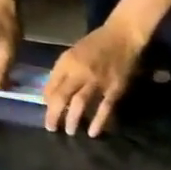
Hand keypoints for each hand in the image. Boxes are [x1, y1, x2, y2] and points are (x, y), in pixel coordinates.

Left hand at [44, 20, 145, 136]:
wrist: (122, 37)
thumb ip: (63, 71)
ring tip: (69, 132)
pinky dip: (98, 121)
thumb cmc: (96, 44)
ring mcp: (98, 81)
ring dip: (73, 119)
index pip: (52, 84)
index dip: (47, 100)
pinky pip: (104, 108)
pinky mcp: (114, 89)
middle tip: (51, 128)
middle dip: (54, 114)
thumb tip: (52, 93)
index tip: (47, 111)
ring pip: (80, 104)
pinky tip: (92, 132)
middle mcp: (79, 72)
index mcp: (67, 62)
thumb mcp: (74, 53)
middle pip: (62, 96)